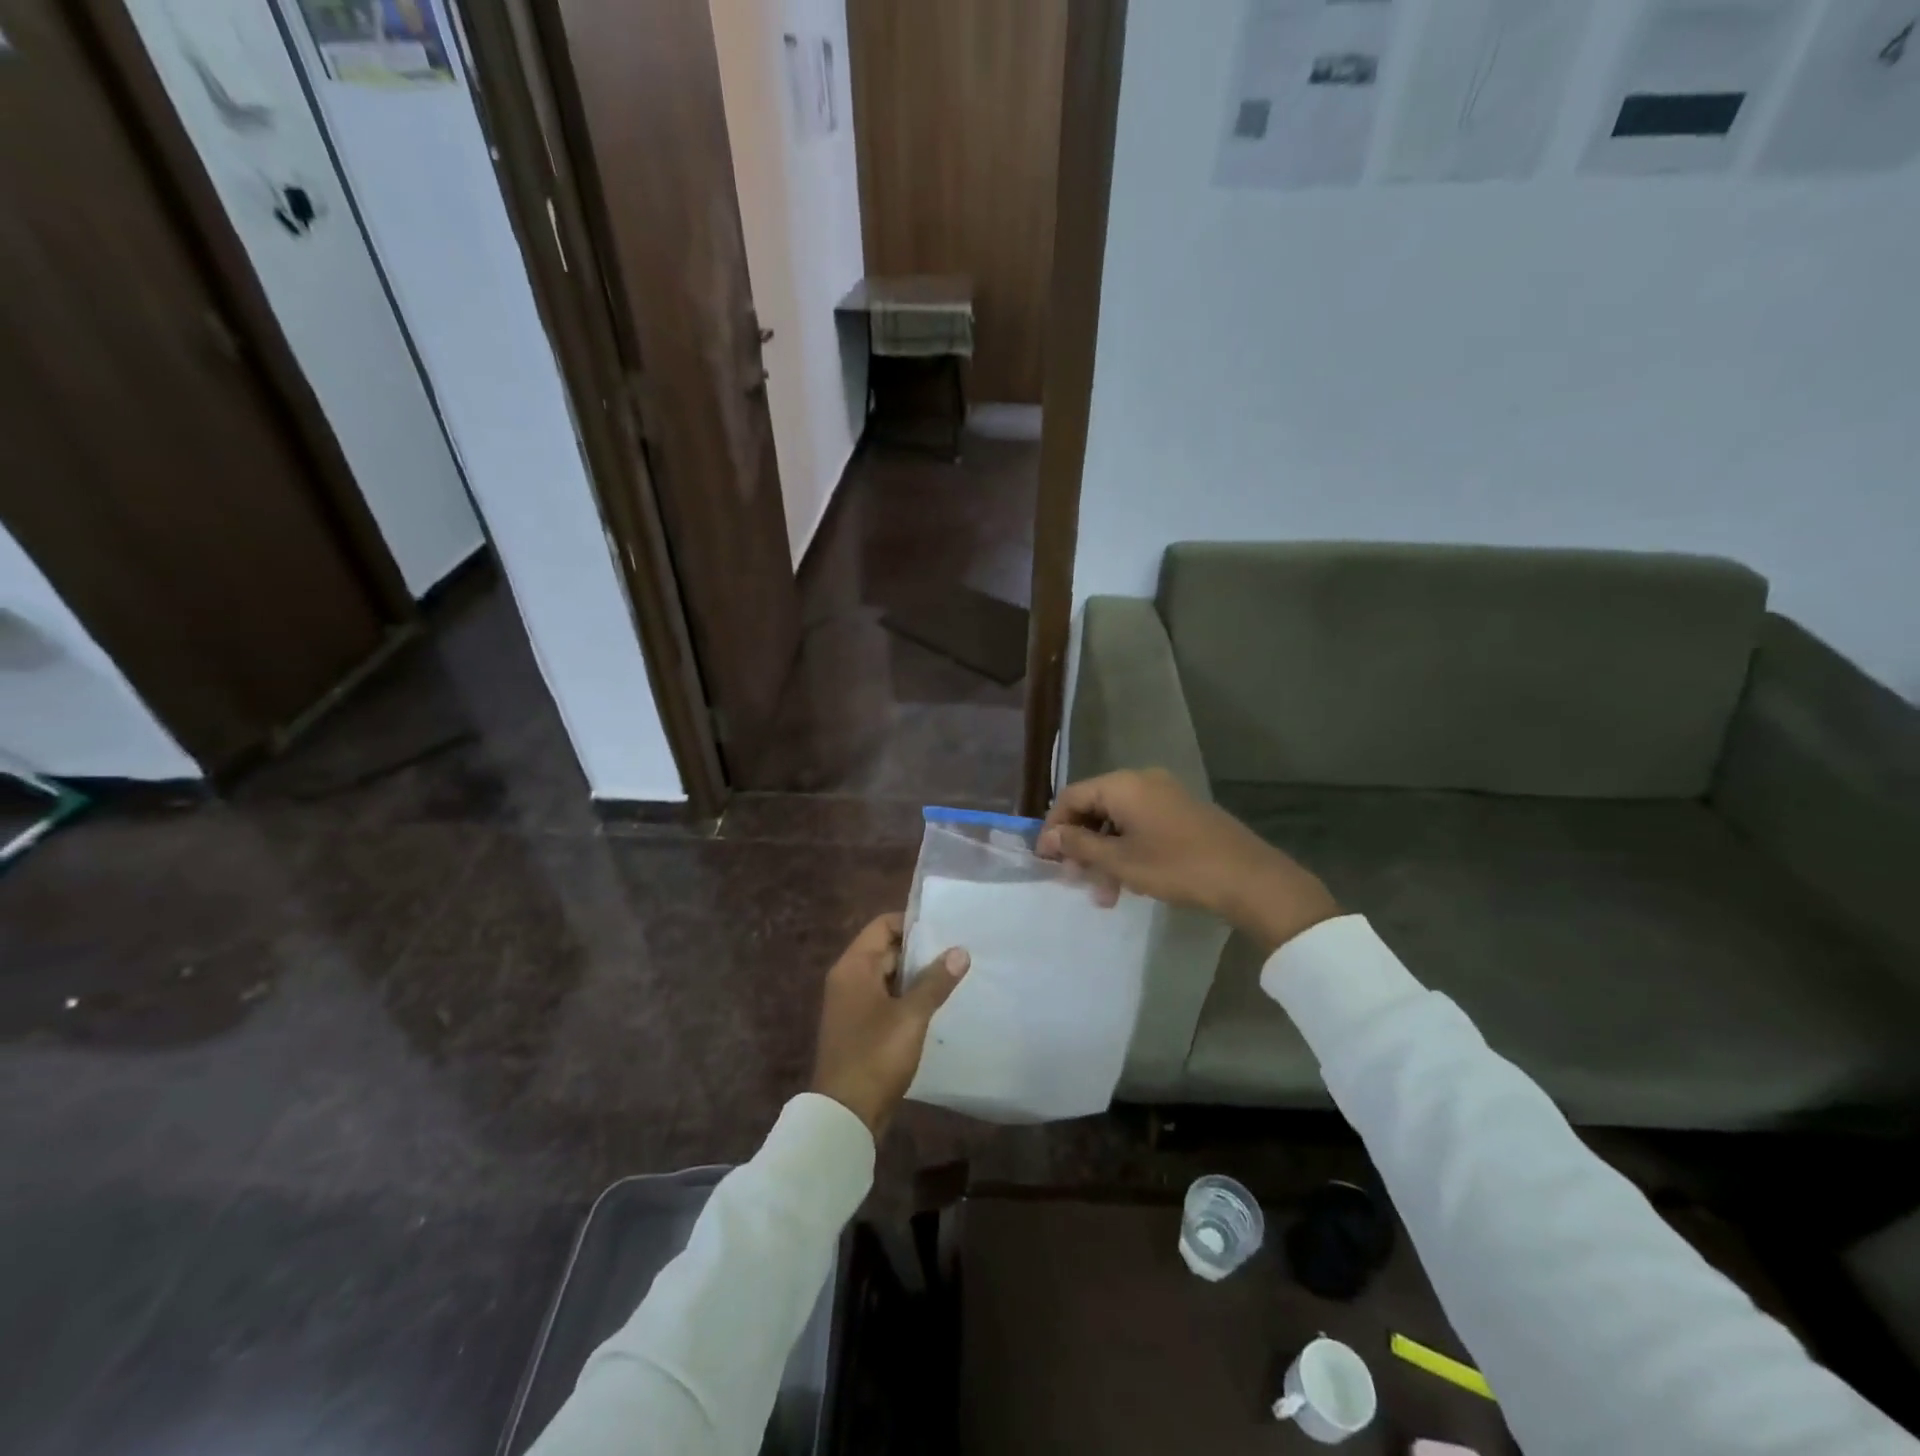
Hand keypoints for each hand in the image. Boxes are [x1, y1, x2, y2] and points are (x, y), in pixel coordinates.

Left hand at [811, 914, 969, 1136]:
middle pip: (886, 949)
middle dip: (920, 950)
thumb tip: (960, 951)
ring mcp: (852, 1005)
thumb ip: (935, 981)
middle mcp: (848, 979)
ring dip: (917, 976)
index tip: (945, 927)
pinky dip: (908, 998)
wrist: (845, 1114)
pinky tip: (937, 1005)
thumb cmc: (875, 1055)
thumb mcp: (911, 1016)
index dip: (912, 923)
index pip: (883, 926)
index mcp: (854, 967)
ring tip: (954, 974)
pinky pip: (886, 1000)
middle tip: (957, 950)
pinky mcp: (860, 1028)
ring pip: (889, 977)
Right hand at [1037, 769, 1338, 954]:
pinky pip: (1140, 824)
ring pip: (1117, 820)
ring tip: (1104, 893)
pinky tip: (1128, 882)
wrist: (1248, 878)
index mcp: (1122, 785)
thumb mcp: (1120, 861)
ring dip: (1104, 853)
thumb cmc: (1176, 867)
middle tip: (1074, 880)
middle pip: (1094, 807)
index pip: (1071, 797)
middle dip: (1080, 845)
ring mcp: (1164, 794)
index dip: (1054, 828)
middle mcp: (1142, 780)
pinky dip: (1126, 849)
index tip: (1046, 861)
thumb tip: (1051, 837)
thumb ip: (1080, 846)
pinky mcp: (1181, 811)